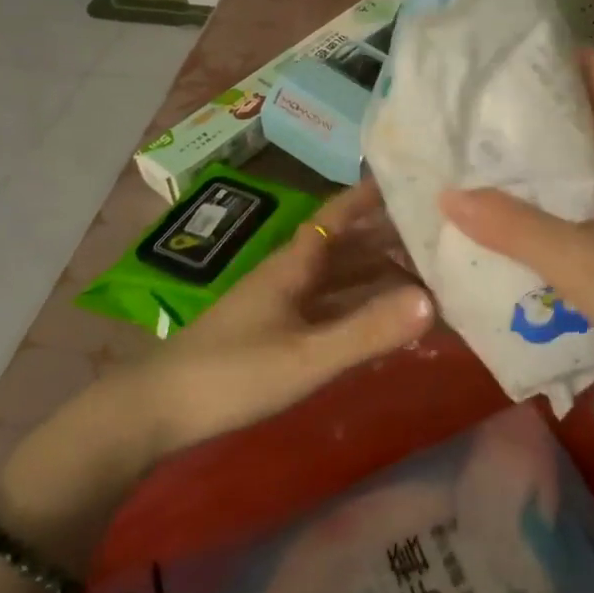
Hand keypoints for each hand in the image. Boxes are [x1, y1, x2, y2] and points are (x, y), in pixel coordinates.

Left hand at [133, 178, 433, 453]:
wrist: (156, 412)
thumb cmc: (232, 374)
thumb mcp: (306, 357)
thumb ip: (366, 331)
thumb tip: (432, 300)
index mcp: (294, 264)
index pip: (338, 214)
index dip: (370, 196)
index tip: (409, 180)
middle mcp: (290, 275)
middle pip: (345, 245)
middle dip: (387, 237)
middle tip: (437, 236)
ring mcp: (281, 305)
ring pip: (338, 277)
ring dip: (376, 273)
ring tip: (423, 275)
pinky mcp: (275, 333)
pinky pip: (328, 307)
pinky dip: (358, 306)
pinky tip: (380, 318)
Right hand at [440, 48, 593, 382]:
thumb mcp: (580, 262)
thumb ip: (515, 228)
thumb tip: (449, 193)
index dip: (556, 57)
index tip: (503, 53)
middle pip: (590, 107)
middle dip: (539, 100)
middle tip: (479, 98)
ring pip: (589, 146)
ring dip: (545, 142)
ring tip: (486, 137)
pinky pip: (590, 179)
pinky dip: (556, 176)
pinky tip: (518, 190)